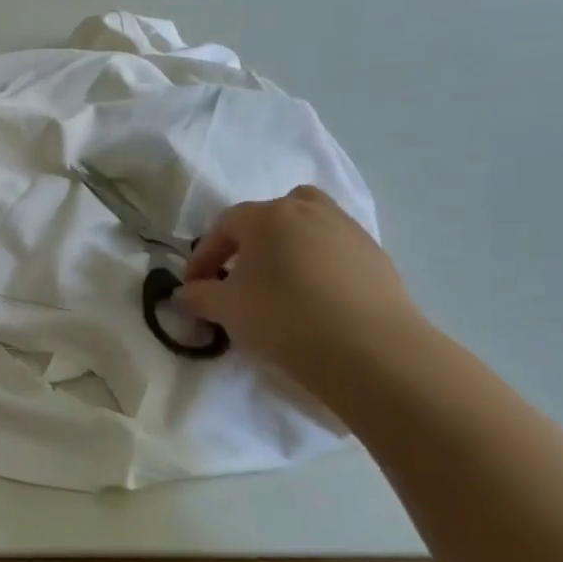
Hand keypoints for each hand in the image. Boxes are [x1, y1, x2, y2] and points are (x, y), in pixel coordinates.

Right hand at [177, 186, 420, 386]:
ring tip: (282, 283)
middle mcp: (308, 211)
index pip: (224, 226)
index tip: (196, 287)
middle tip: (242, 273)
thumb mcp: (226, 310)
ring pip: (310, 225)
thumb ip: (198, 297)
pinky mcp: (378, 257)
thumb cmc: (284, 318)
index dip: (204, 256)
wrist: (371, 350)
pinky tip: (317, 300)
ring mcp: (349, 231)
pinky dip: (321, 265)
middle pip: (273, 212)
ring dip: (290, 246)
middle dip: (253, 239)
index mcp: (267, 216)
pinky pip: (337, 250)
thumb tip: (184, 295)